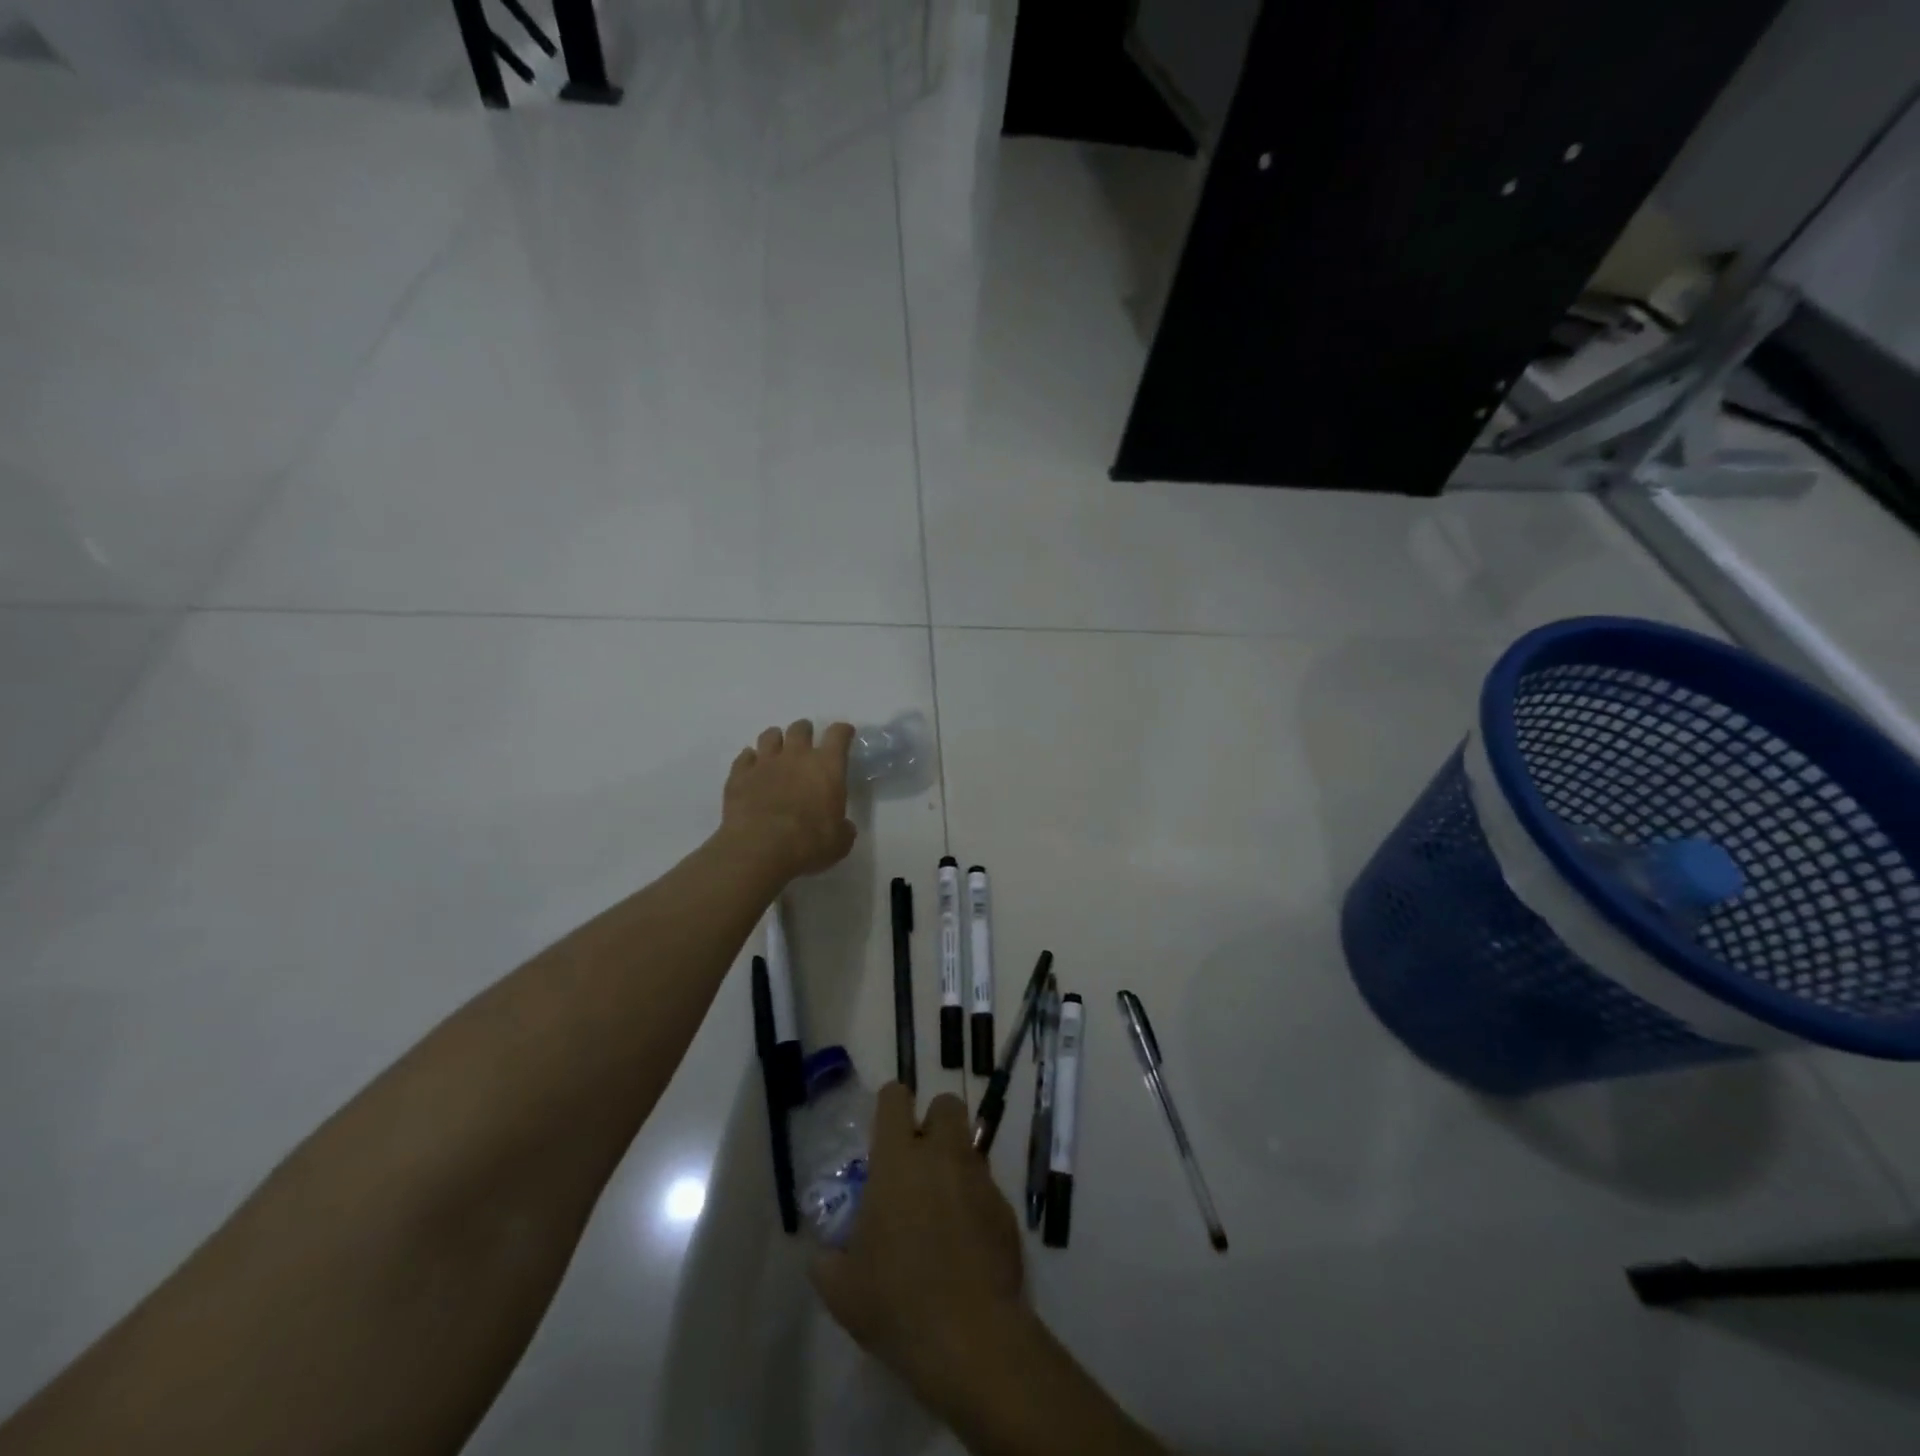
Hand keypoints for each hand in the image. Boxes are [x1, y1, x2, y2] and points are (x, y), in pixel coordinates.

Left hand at [721, 720, 856, 882]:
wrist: (760, 849)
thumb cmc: (808, 844)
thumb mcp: (839, 841)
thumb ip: (843, 828)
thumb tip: (843, 826)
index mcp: (827, 767)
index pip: (838, 735)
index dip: (843, 731)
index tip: (845, 733)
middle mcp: (796, 756)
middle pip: (801, 728)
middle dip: (805, 732)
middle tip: (806, 743)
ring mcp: (764, 763)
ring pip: (770, 735)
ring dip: (776, 740)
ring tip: (777, 751)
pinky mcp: (739, 775)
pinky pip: (744, 758)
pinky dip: (750, 760)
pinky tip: (752, 769)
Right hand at [810, 1088, 1025, 1399]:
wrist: (969, 1336)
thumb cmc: (896, 1302)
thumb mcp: (842, 1289)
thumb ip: (828, 1260)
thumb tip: (823, 1253)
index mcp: (897, 1160)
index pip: (895, 1098)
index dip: (890, 1105)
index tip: (884, 1131)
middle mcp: (941, 1155)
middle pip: (946, 1104)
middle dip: (934, 1122)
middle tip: (919, 1160)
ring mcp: (978, 1178)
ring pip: (969, 1146)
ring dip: (955, 1163)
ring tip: (941, 1207)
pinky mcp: (1005, 1208)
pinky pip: (987, 1188)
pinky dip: (975, 1203)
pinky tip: (965, 1243)